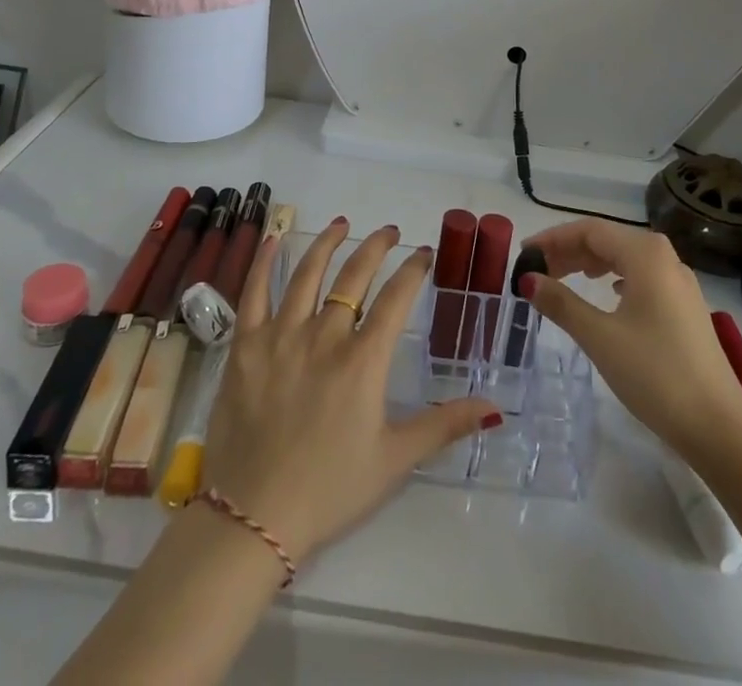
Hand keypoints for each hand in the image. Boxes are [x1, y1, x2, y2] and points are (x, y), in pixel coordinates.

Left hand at [203, 220, 500, 564]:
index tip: (424, 253)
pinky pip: (254, 293)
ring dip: (327, 243)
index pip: (395, 299)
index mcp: (363, 360)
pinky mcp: (246, 346)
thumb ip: (444, 425)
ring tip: (342, 224)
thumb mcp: (394, 459)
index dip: (413, 270)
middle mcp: (324, 336)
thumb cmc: (330, 489)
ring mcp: (281, 336)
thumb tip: (496, 407)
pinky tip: (274, 239)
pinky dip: (263, 263)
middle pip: (354, 276)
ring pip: (307, 274)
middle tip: (390, 232)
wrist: (253, 517)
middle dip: (377, 247)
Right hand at [518, 220, 741, 459]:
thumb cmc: (655, 375)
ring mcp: (679, 282)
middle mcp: (665, 257)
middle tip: (536, 271)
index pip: (589, 230)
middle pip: (607, 240)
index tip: (524, 255)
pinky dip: (614, 278)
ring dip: (590, 264)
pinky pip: (641, 276)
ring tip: (562, 279)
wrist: (719, 428)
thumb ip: (561, 302)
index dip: (552, 238)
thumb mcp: (600, 337)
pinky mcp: (685, 306)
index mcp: (645, 254)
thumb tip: (527, 279)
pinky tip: (606, 293)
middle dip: (569, 251)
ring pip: (624, 258)